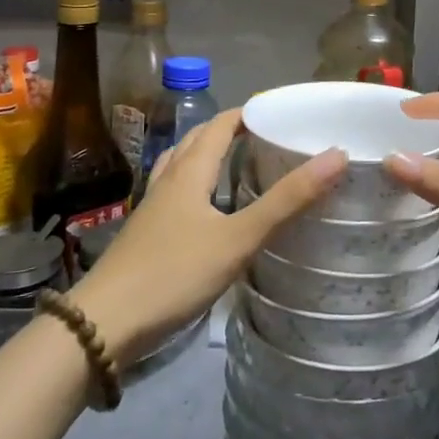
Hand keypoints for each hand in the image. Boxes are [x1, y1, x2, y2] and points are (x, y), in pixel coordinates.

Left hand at [71, 109, 344, 362]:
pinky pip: (174, 193)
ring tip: (237, 164)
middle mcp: (169, 180)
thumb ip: (287, 200)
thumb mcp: (239, 238)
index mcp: (190, 171)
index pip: (220, 124)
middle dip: (230, 131)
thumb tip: (336, 155)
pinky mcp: (144, 233)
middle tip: (267, 138)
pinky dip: (194, 185)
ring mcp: (152, 208)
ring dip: (208, 155)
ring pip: (181, 166)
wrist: (102, 325)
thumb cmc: (173, 274)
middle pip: (198, 140)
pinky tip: (205, 210)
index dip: (248, 113)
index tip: (281, 114)